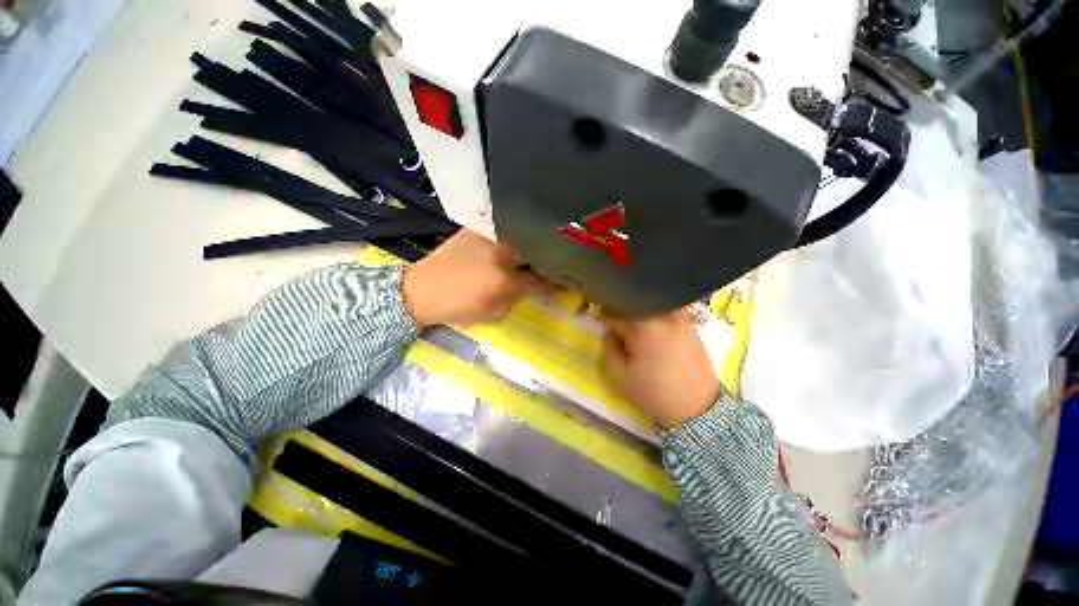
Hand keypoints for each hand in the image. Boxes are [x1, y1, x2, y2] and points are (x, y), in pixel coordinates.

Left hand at [403, 230, 551, 326]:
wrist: (422, 290)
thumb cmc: (458, 307)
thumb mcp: (494, 311)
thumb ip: (520, 297)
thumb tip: (541, 286)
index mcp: (505, 279)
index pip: (541, 279)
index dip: (557, 282)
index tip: (569, 282)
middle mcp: (501, 251)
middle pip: (537, 251)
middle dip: (552, 257)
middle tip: (561, 262)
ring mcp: (490, 235)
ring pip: (524, 236)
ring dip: (537, 242)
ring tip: (546, 247)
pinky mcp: (479, 228)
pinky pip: (507, 227)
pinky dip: (519, 233)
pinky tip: (523, 238)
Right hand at [601, 310, 718, 428]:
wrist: (697, 409)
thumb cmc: (653, 392)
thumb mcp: (619, 376)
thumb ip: (608, 350)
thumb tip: (610, 334)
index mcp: (642, 326)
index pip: (614, 313)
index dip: (601, 317)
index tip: (596, 321)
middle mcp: (662, 315)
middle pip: (634, 306)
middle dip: (621, 314)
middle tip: (616, 328)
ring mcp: (680, 319)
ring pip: (652, 308)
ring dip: (639, 314)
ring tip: (636, 332)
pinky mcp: (691, 327)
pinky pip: (667, 314)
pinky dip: (656, 319)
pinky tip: (655, 334)